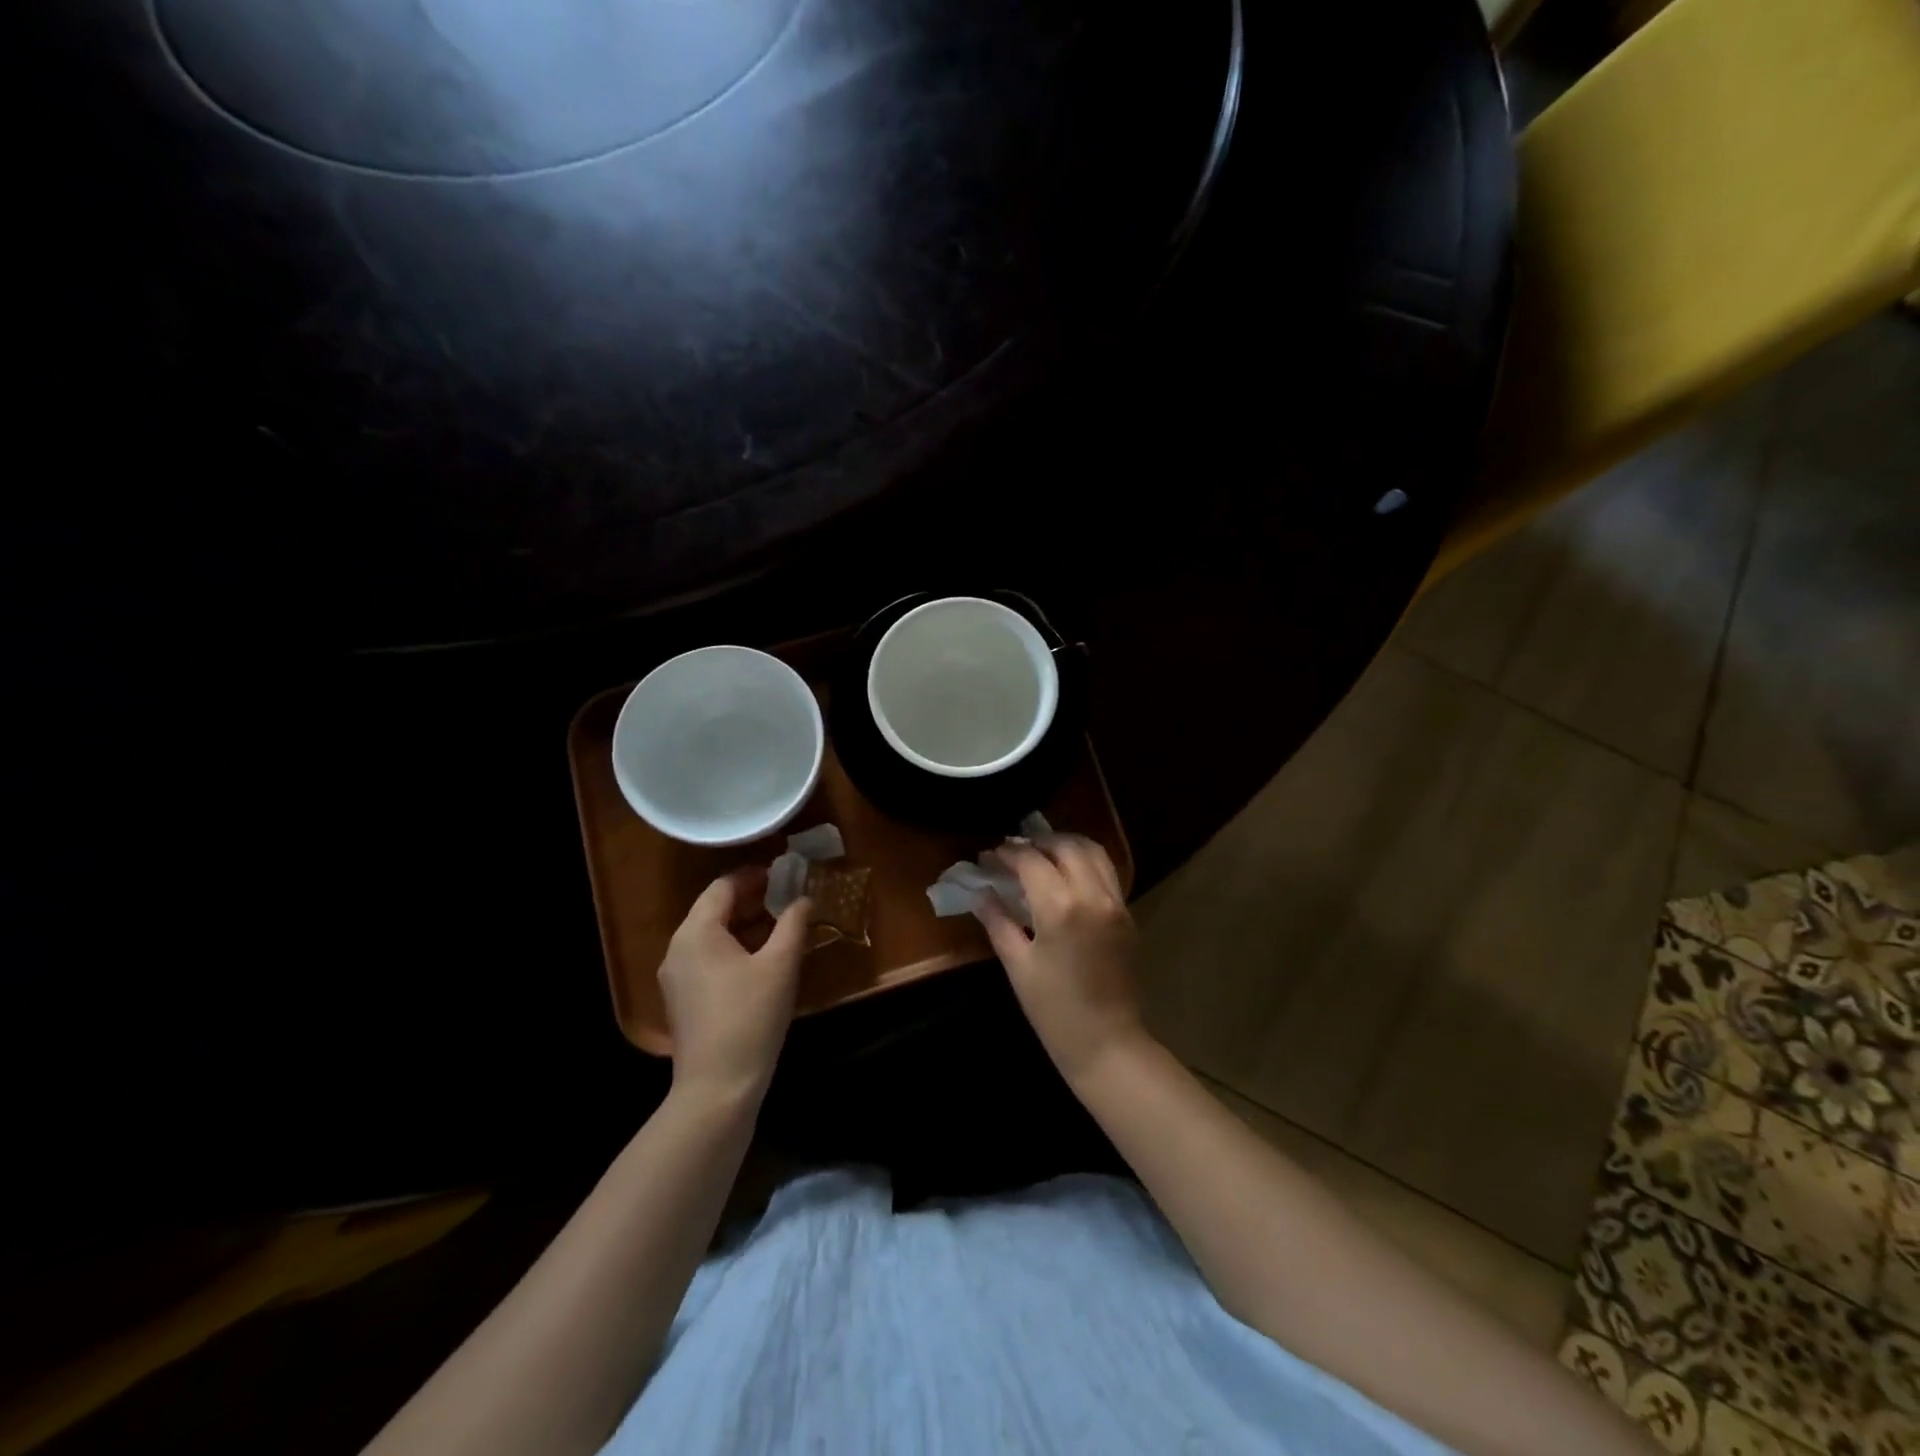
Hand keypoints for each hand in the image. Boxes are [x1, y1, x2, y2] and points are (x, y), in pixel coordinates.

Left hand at [659, 870, 810, 1104]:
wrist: (717, 1088)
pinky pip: (709, 958)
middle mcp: (678, 948)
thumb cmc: (750, 1017)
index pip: (723, 887)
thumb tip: (804, 899)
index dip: (754, 875)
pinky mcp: (683, 1000)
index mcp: (696, 932)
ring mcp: (677, 976)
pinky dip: (735, 948)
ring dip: (746, 924)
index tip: (785, 873)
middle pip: (714, 909)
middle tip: (788, 896)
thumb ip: (793, 924)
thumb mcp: (780, 965)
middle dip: (752, 899)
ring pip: (712, 935)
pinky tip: (763, 959)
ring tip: (782, 924)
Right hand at [975, 836, 1150, 1084]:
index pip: (1031, 861)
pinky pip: (1108, 872)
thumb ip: (998, 921)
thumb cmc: (1053, 1010)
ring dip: (1066, 844)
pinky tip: (1067, 873)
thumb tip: (979, 892)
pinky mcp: (1128, 914)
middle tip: (1014, 849)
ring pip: (1094, 852)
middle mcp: (1093, 895)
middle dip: (1037, 841)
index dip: (1007, 854)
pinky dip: (1086, 861)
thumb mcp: (1017, 965)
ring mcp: (1116, 903)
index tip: (988, 856)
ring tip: (1042, 851)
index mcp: (1060, 907)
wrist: (1107, 1043)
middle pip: (1066, 846)